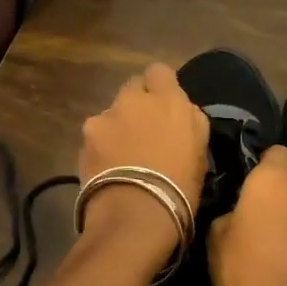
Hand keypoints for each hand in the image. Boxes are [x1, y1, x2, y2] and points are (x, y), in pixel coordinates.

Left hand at [77, 62, 209, 246]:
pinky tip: (106, 167)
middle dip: (137, 104)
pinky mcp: (85, 137)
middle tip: (143, 130)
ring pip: (112, 112)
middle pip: (132, 88)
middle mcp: (134, 99)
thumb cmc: (180, 186)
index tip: (164, 106)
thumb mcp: (201, 151)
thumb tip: (182, 111)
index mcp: (168, 99)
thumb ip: (190, 120)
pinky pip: (96, 134)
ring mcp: (106, 116)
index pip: (159, 71)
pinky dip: (100, 145)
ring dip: (118, 126)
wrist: (136, 214)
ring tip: (122, 156)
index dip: (160, 87)